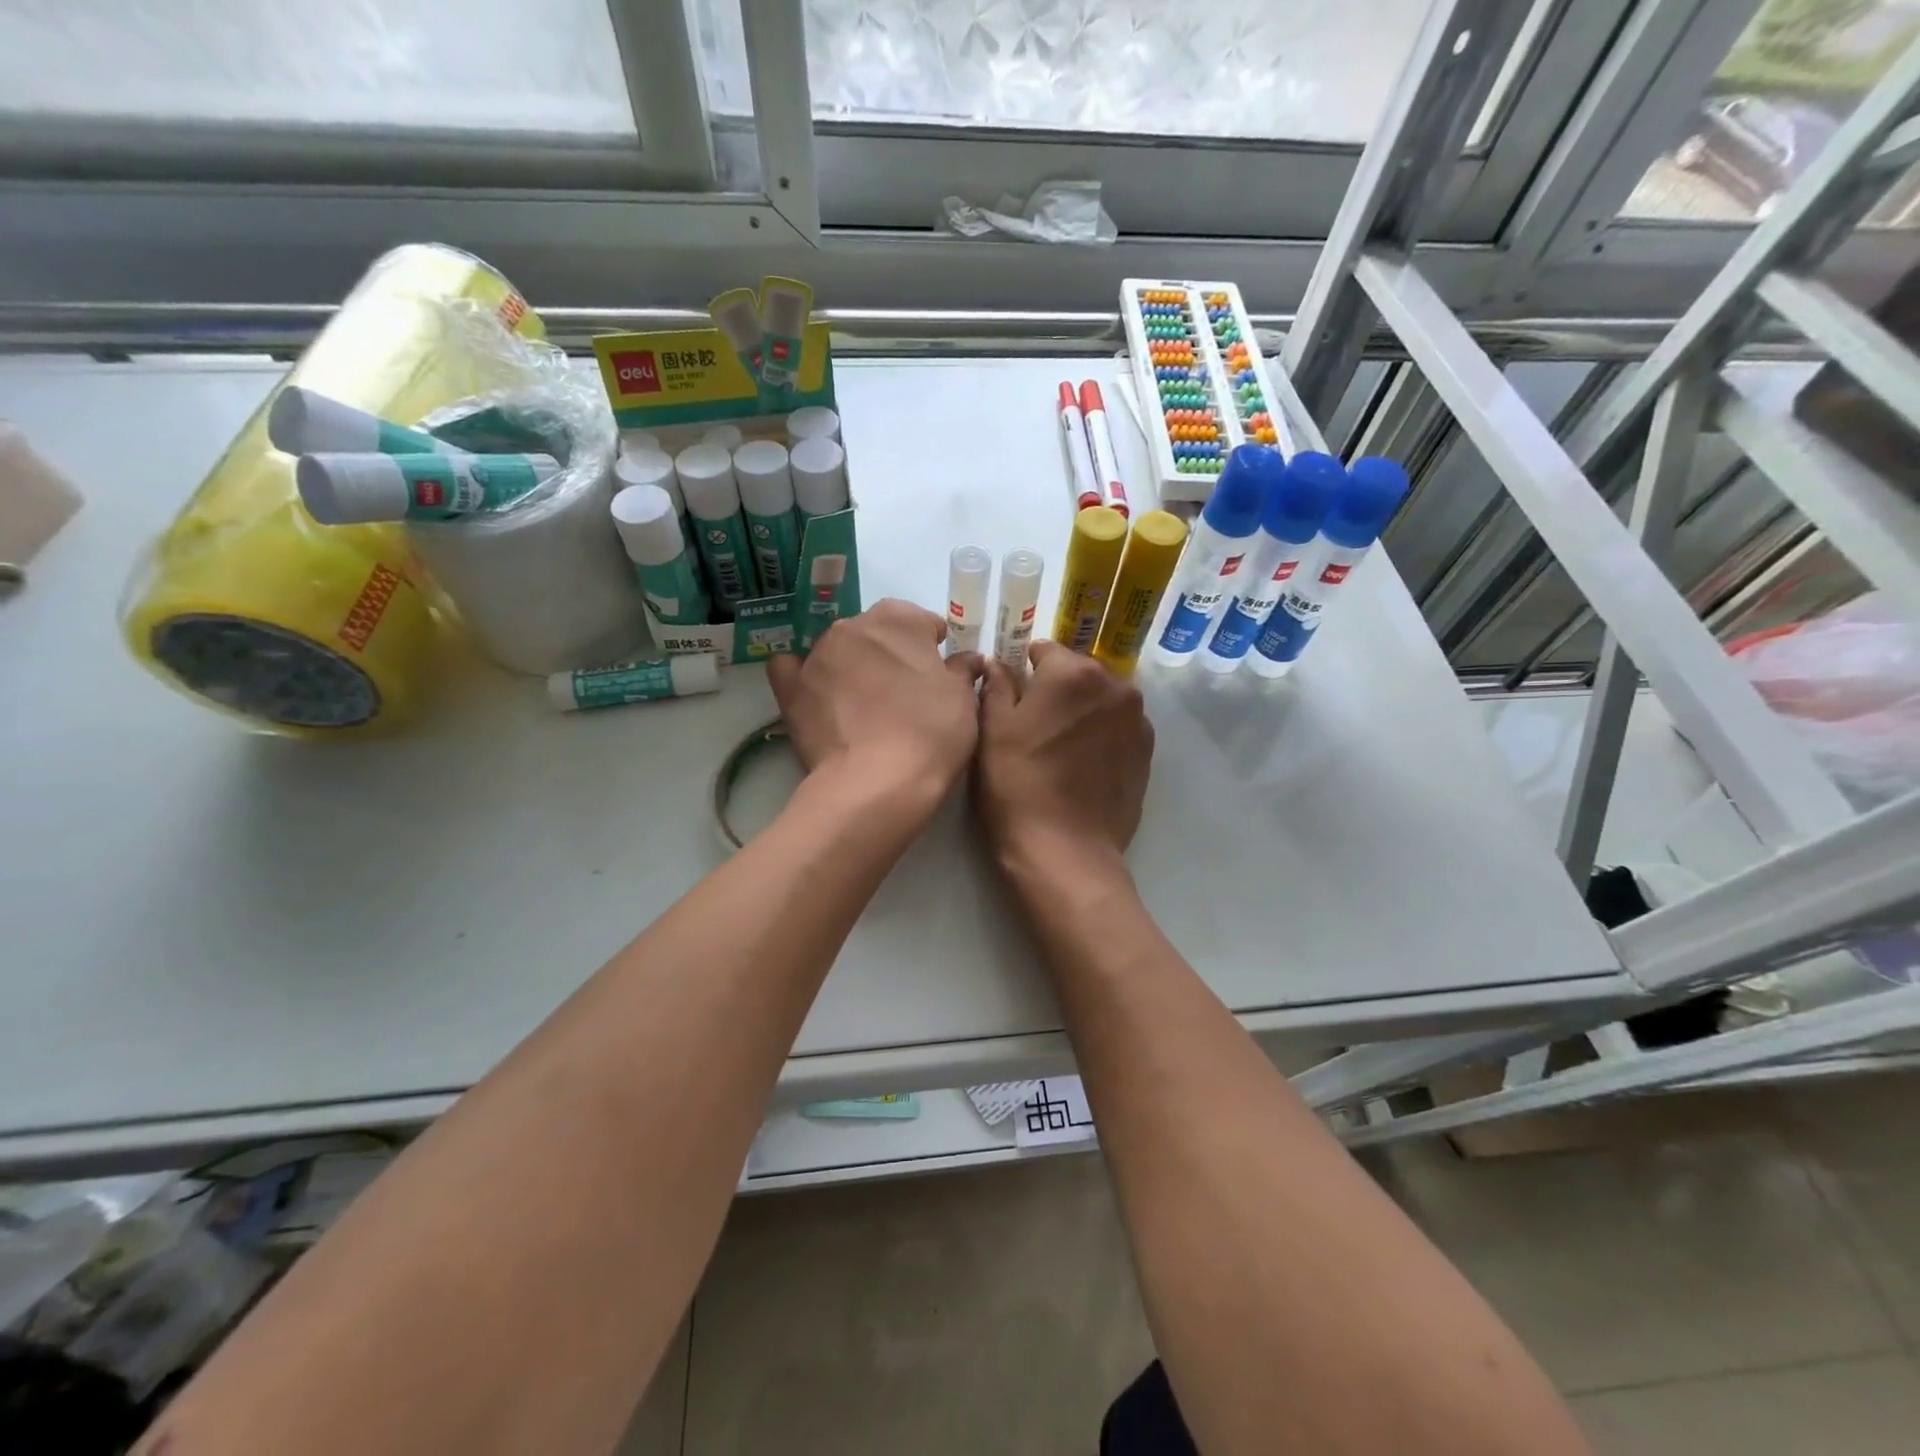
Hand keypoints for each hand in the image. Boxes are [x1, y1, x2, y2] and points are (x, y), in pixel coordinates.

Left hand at [768, 599, 984, 813]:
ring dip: (852, 665)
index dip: (932, 647)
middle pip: (876, 632)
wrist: (877, 783)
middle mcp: (852, 626)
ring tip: (865, 704)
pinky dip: (803, 673)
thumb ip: (962, 670)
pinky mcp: (791, 688)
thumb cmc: (930, 733)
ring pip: (838, 649)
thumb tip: (967, 658)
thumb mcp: (963, 700)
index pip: (921, 621)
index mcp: (898, 618)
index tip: (939, 672)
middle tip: (905, 691)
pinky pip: (791, 668)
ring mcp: (817, 656)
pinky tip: (817, 692)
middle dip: (890, 652)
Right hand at [975, 640, 1153, 879]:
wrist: (1066, 851)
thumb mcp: (993, 732)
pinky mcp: (1148, 752)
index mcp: (1074, 673)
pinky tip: (1084, 765)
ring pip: (1102, 699)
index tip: (1012, 696)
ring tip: (1061, 747)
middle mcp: (1115, 686)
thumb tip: (997, 663)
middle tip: (1035, 724)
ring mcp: (1137, 720)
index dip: (1024, 669)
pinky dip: (1103, 734)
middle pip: (1079, 672)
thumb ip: (996, 686)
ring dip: (1084, 710)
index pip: (1045, 650)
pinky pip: (1119, 727)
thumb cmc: (1018, 785)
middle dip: (1058, 688)